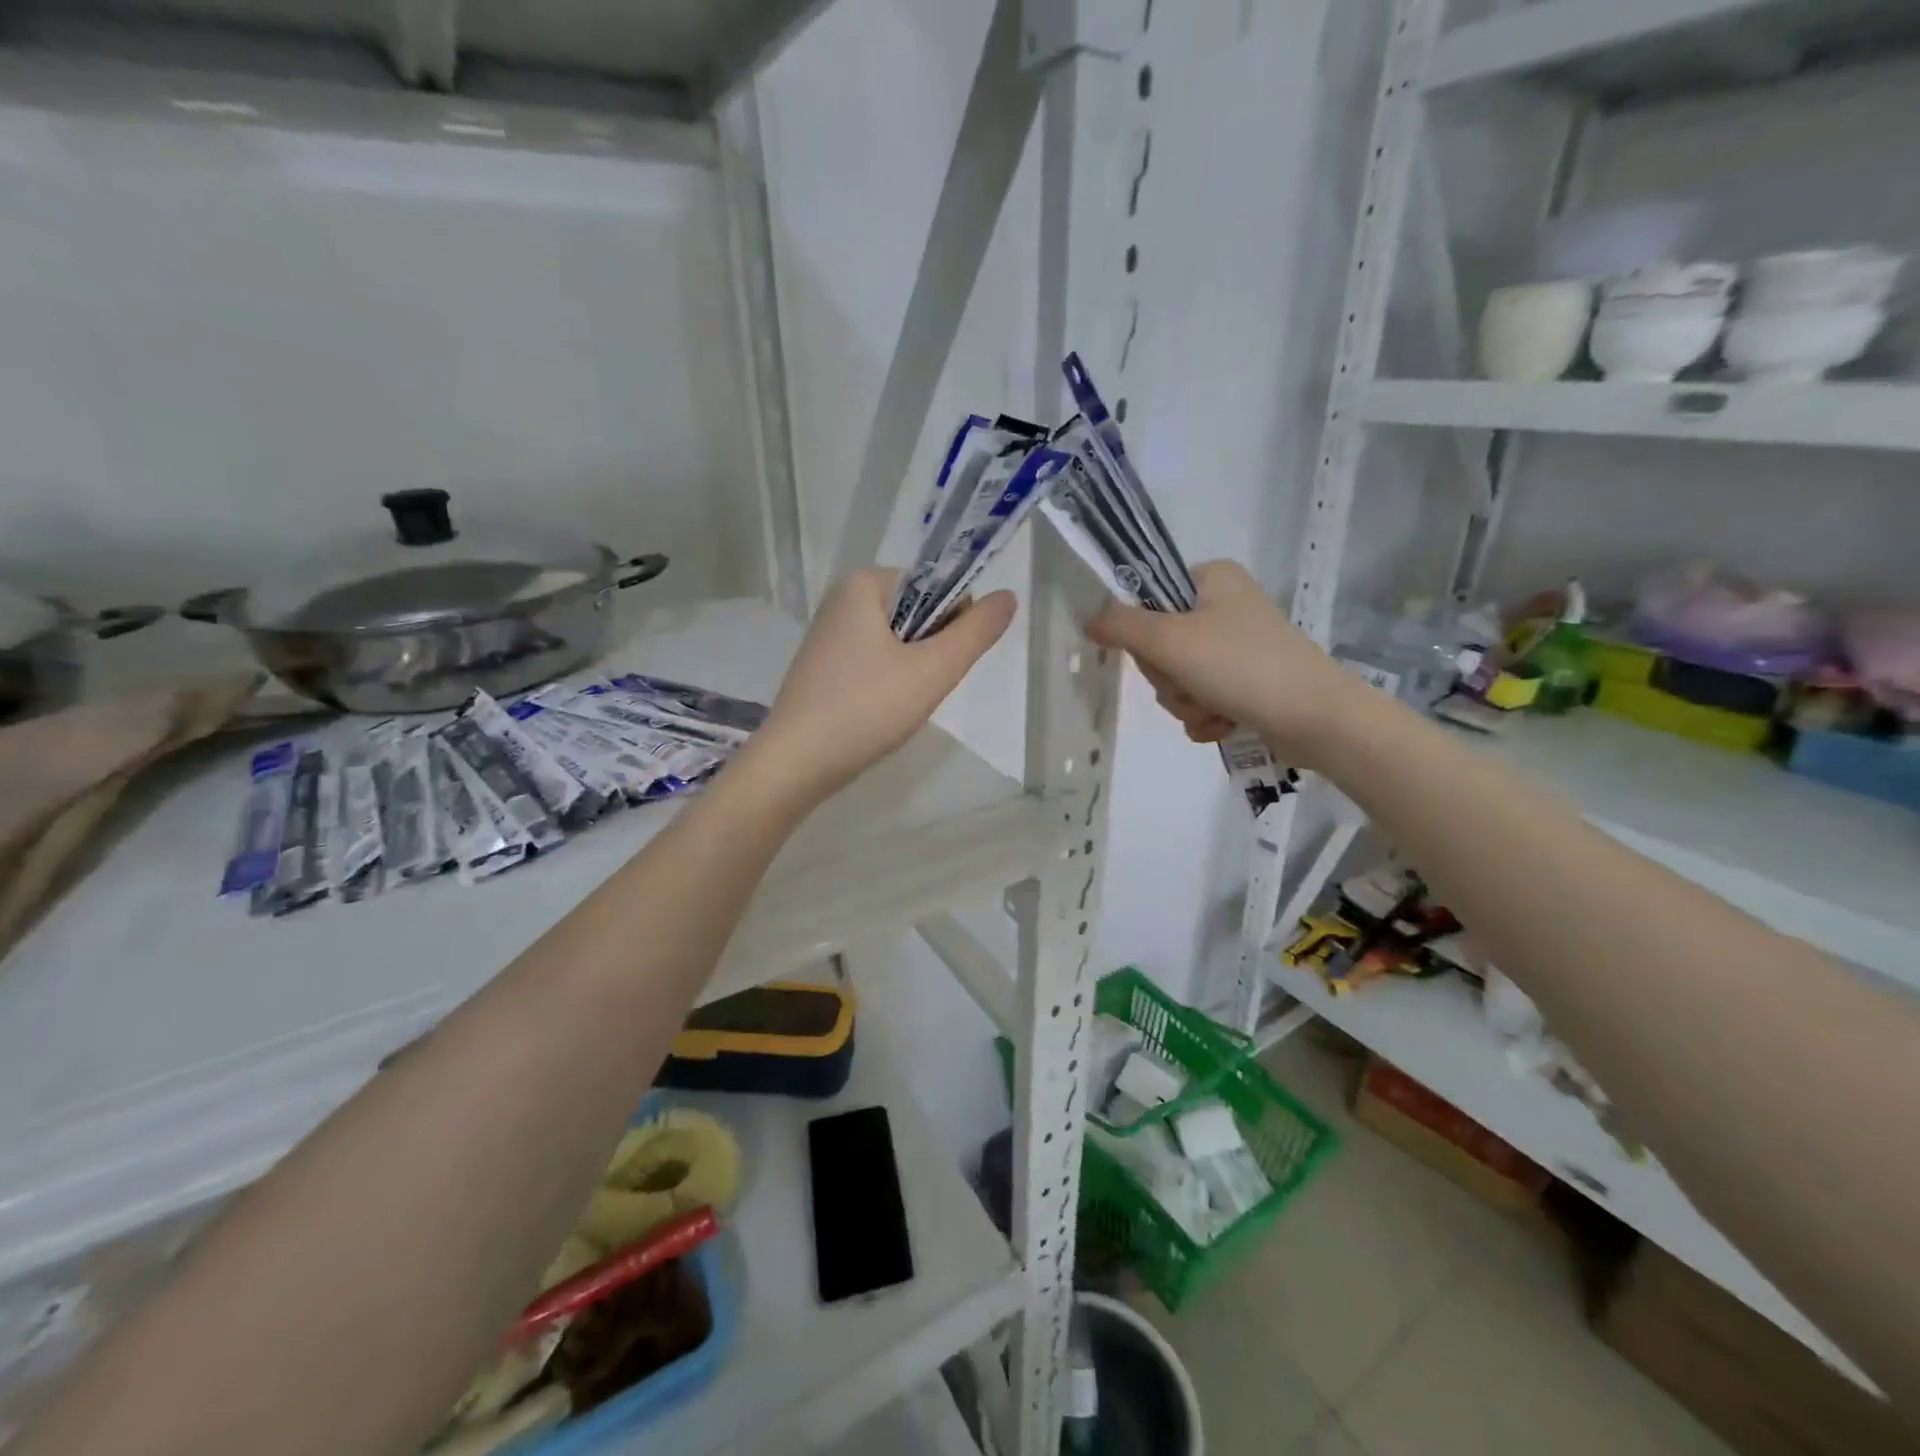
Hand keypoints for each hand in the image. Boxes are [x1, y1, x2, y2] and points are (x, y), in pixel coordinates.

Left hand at [747, 568, 1015, 802]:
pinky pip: (871, 665)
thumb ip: (976, 632)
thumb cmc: (867, 708)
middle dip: (928, 653)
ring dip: (910, 673)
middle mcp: (840, 600)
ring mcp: (827, 637)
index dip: (951, 625)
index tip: (937, 665)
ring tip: (895, 707)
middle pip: (915, 616)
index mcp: (863, 584)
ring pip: (895, 645)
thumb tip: (1009, 596)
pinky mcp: (821, 669)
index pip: (934, 587)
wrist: (795, 764)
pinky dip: (884, 687)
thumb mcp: (933, 670)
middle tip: (916, 690)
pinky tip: (877, 715)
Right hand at [1086, 560, 1372, 766]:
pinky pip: (1199, 699)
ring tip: (1214, 707)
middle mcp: (1224, 606)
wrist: (1316, 719)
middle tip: (1191, 682)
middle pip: (1159, 644)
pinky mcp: (1245, 682)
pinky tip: (1223, 723)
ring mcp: (1235, 646)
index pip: (1148, 596)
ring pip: (1176, 677)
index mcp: (1211, 579)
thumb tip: (1089, 619)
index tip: (1157, 650)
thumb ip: (1122, 625)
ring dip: (1185, 701)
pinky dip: (1204, 716)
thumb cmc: (1242, 666)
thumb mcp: (1171, 641)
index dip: (1142, 631)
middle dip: (1169, 677)